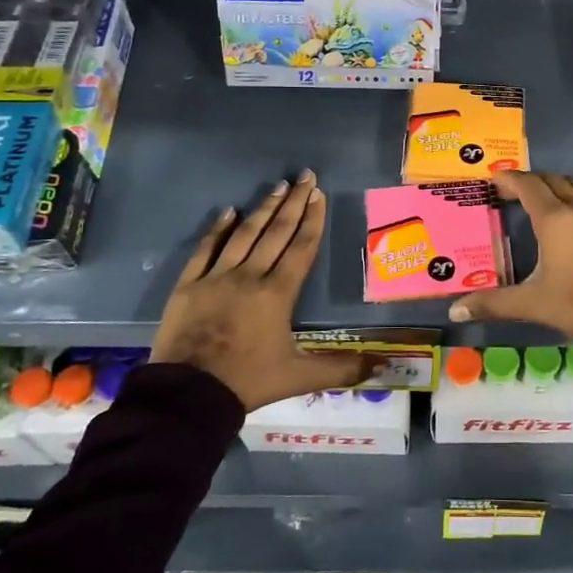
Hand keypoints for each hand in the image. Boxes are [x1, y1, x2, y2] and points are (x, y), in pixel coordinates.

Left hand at [154, 171, 361, 411]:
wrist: (189, 395)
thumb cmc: (248, 381)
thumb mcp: (300, 377)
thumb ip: (342, 369)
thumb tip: (384, 366)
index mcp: (278, 294)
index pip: (301, 248)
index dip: (313, 220)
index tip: (319, 194)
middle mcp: (250, 276)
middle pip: (276, 232)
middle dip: (293, 203)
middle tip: (304, 176)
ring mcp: (216, 277)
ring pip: (244, 235)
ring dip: (263, 209)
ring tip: (277, 186)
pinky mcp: (189, 285)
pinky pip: (205, 249)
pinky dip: (217, 229)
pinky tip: (228, 211)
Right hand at [449, 171, 572, 340]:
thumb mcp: (532, 303)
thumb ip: (493, 303)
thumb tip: (455, 311)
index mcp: (554, 219)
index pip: (528, 185)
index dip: (509, 179)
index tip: (494, 179)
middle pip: (552, 180)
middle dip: (530, 181)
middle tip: (512, 192)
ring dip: (557, 185)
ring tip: (544, 200)